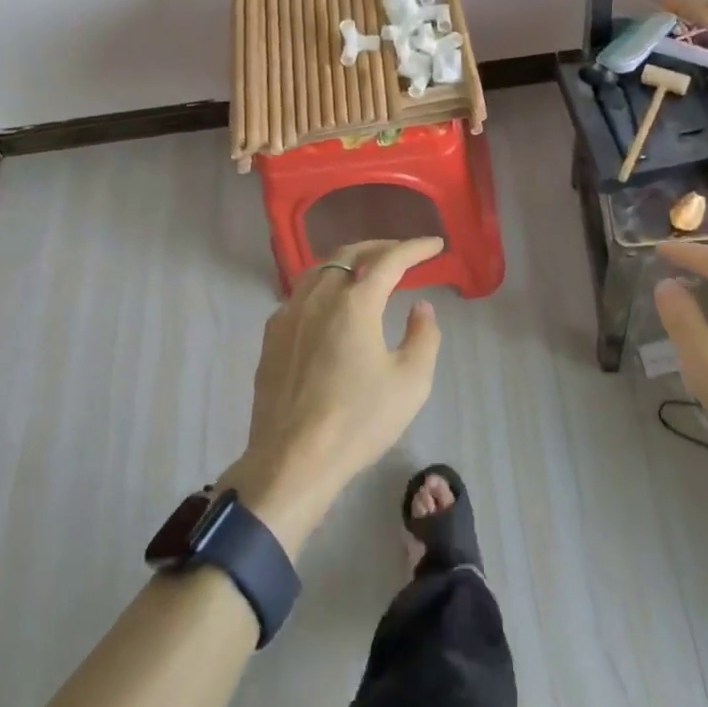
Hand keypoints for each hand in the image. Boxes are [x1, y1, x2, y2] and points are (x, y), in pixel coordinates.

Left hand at [221, 238, 444, 553]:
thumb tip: (420, 306)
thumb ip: (423, 336)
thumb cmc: (357, 422)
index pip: (390, 259)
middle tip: (403, 252)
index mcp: (355, 302)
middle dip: (380, 247)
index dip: (415, 248)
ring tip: (367, 270)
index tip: (435, 244)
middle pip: (350, 253)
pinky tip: (330, 302)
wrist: (291, 461)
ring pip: (321, 268)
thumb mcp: (410, 383)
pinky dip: (324, 284)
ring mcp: (290, 313)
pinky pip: (301, 292)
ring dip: (348, 261)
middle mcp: (319, 295)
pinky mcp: (272, 335)